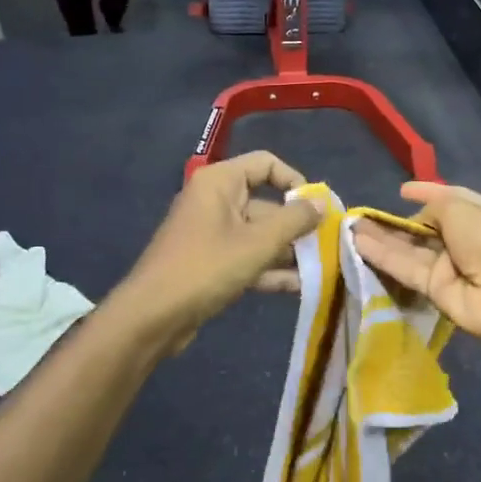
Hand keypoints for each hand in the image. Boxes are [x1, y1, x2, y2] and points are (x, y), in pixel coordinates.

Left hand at [121, 151, 321, 345]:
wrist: (152, 317)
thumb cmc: (206, 268)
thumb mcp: (258, 243)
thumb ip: (295, 220)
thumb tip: (322, 203)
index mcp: (220, 182)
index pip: (266, 164)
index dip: (295, 182)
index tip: (317, 208)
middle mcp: (215, 201)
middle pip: (266, 203)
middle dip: (297, 226)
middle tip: (328, 246)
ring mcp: (212, 233)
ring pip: (259, 235)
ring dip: (288, 252)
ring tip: (322, 270)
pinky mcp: (211, 263)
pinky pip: (248, 257)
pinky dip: (271, 269)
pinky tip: (300, 288)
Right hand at [354, 181, 480, 350]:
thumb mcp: (463, 209)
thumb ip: (435, 206)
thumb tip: (418, 217)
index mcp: (478, 216)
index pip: (448, 201)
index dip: (426, 194)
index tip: (401, 191)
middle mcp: (462, 240)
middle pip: (423, 228)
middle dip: (396, 222)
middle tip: (363, 216)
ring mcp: (447, 267)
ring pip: (409, 249)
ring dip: (382, 239)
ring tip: (351, 227)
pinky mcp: (433, 289)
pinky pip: (406, 269)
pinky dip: (383, 257)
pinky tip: (358, 244)